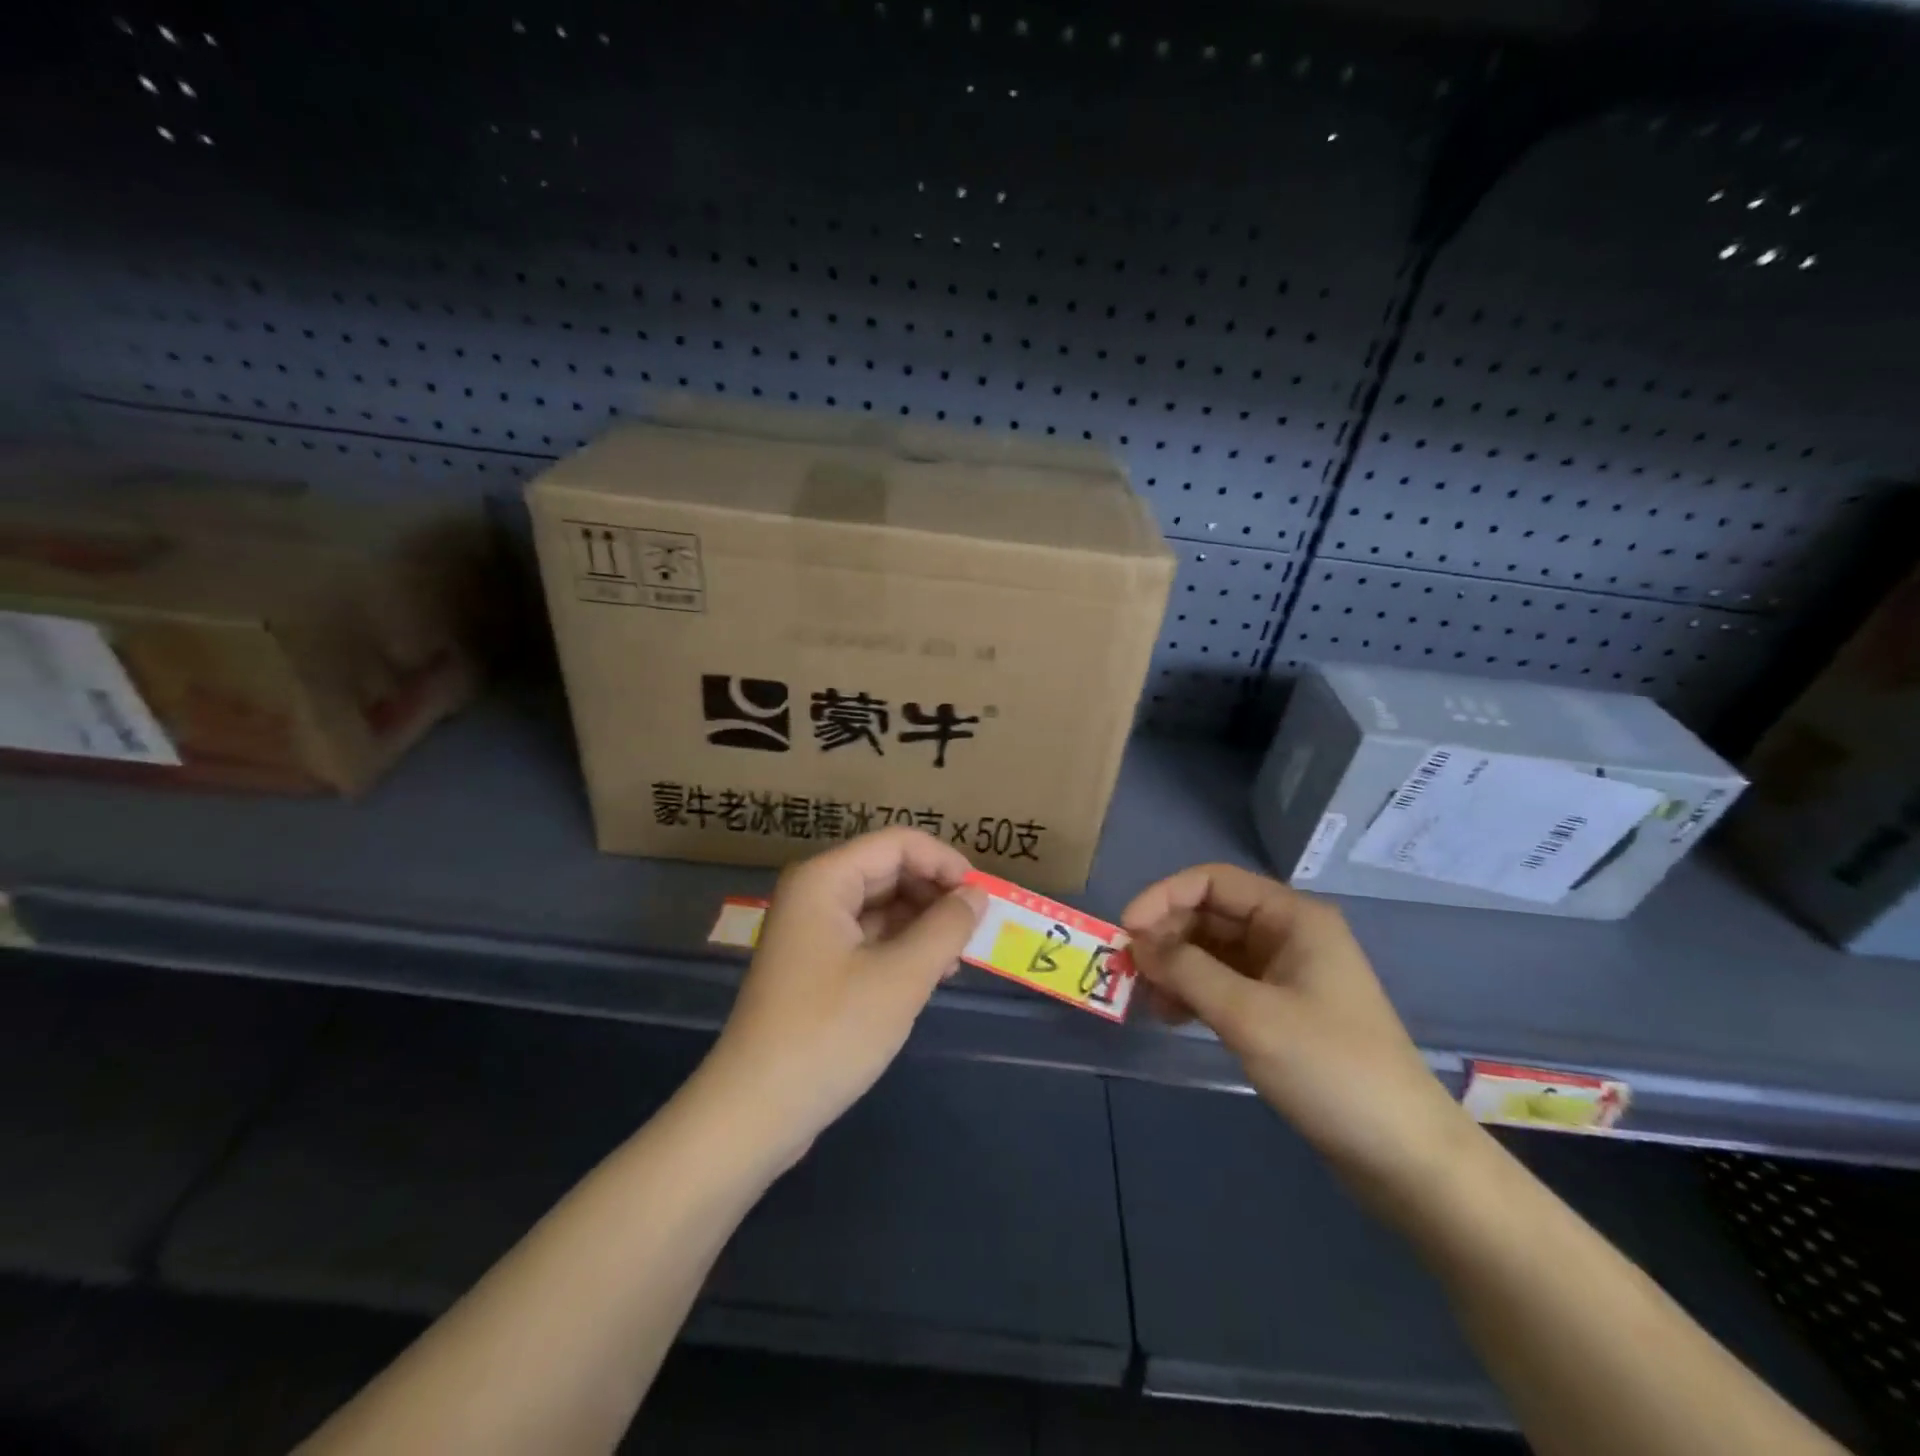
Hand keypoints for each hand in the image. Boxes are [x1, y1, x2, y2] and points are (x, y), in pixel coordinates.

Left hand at [695, 828, 986, 1168]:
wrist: (755, 1111)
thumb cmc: (830, 1033)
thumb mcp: (901, 977)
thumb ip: (946, 928)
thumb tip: (976, 896)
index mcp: (825, 879)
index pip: (898, 843)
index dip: (944, 862)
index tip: (982, 898)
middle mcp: (815, 893)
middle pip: (889, 870)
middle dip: (935, 895)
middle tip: (974, 931)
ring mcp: (812, 931)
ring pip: (881, 906)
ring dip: (922, 924)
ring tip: (956, 959)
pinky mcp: (816, 966)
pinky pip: (868, 938)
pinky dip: (902, 948)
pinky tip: (929, 976)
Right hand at [1122, 864, 1468, 1185]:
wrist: (1405, 1156)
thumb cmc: (1330, 1069)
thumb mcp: (1250, 1016)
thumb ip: (1187, 971)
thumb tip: (1136, 943)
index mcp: (1292, 917)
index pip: (1213, 881)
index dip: (1164, 897)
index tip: (1125, 930)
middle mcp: (1287, 934)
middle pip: (1210, 914)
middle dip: (1165, 935)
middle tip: (1127, 969)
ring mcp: (1285, 973)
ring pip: (1212, 950)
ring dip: (1175, 966)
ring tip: (1144, 998)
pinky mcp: (1280, 1010)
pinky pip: (1224, 983)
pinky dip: (1193, 992)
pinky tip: (1170, 1015)